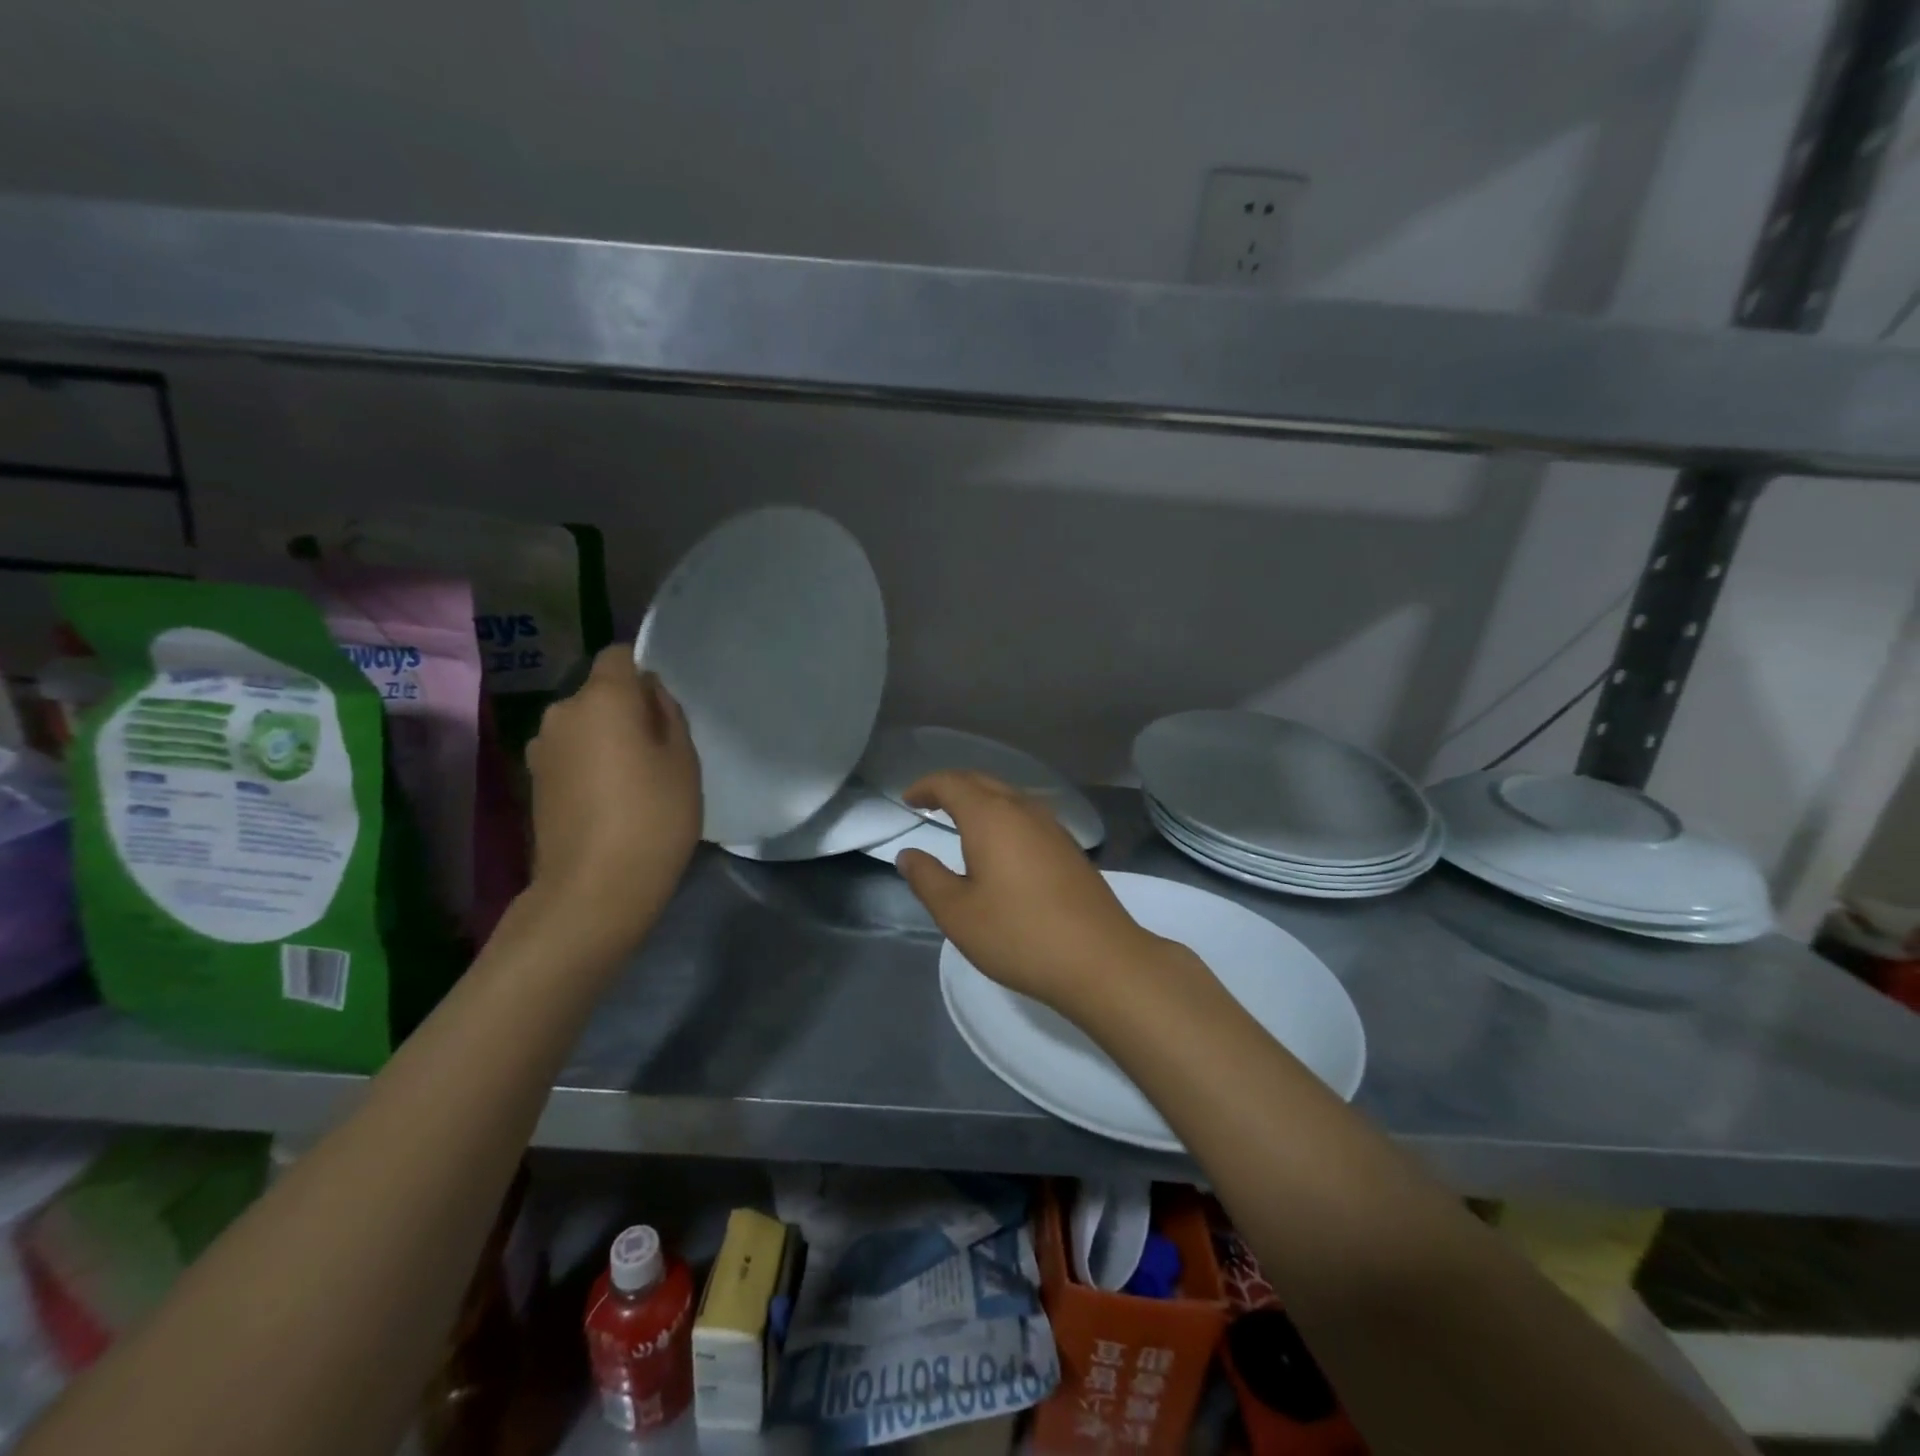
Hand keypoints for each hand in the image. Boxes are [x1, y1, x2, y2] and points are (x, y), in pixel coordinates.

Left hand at [524, 646, 701, 949]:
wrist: (595, 888)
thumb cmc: (653, 816)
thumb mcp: (683, 760)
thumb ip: (668, 715)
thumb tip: (648, 695)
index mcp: (602, 698)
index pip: (619, 656)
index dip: (643, 672)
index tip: (665, 705)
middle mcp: (562, 712)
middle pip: (599, 693)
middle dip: (626, 709)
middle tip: (659, 747)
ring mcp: (542, 748)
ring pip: (583, 725)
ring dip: (606, 738)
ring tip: (634, 777)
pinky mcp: (534, 781)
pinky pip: (570, 754)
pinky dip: (589, 764)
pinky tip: (610, 799)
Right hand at [895, 772, 1168, 1011]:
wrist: (1100, 958)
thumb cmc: (1019, 934)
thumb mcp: (958, 913)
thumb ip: (928, 879)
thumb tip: (908, 855)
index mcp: (991, 817)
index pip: (952, 783)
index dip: (926, 786)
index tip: (908, 799)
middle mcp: (1024, 810)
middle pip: (982, 782)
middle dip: (952, 787)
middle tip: (929, 803)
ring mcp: (1053, 827)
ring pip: (1009, 797)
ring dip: (981, 800)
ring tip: (961, 820)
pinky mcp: (1069, 848)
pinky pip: (1027, 816)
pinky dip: (1003, 817)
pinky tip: (1001, 845)